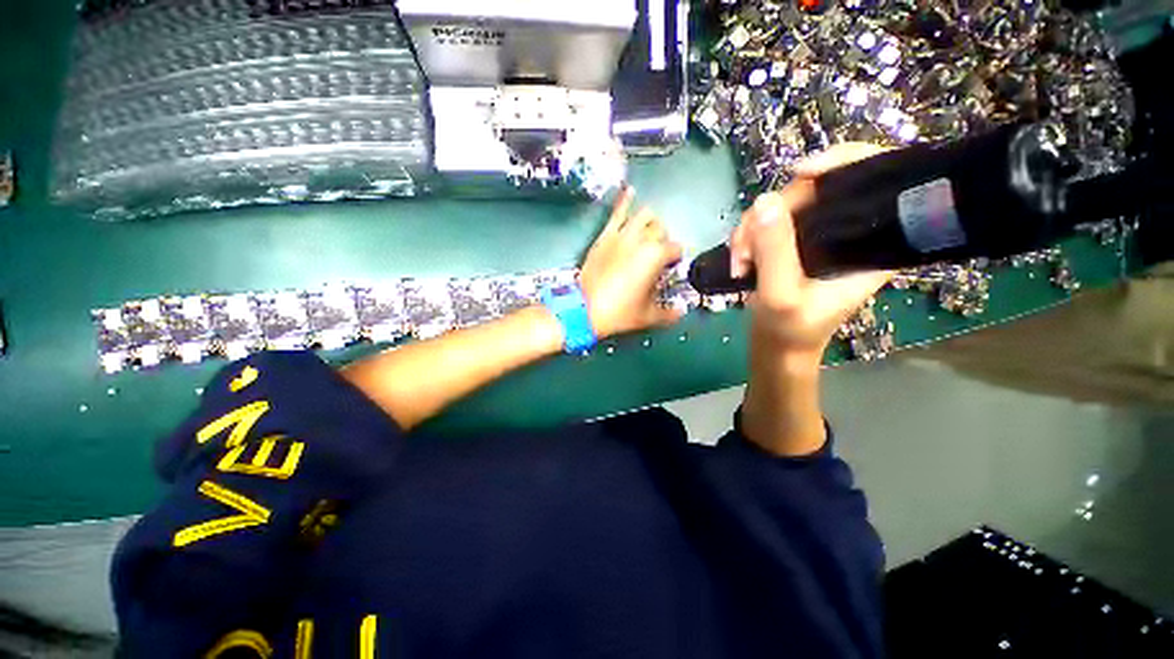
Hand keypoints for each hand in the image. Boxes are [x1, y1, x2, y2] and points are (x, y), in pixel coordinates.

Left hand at [579, 186, 683, 338]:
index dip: (675, 259)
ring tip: (649, 231)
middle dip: (663, 240)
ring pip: (644, 216)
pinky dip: (625, 200)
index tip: (669, 268)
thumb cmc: (619, 312)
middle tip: (657, 255)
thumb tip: (681, 312)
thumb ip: (669, 313)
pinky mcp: (605, 235)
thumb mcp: (648, 315)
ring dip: (650, 222)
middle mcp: (642, 240)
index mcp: (656, 256)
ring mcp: (622, 235)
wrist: (584, 309)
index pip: (676, 248)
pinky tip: (629, 190)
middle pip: (661, 230)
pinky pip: (617, 213)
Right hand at [730, 144, 894, 359]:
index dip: (842, 159)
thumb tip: (765, 201)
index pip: (876, 174)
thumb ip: (775, 251)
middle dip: (773, 211)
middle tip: (745, 247)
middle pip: (817, 186)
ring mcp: (818, 233)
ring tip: (738, 261)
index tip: (800, 173)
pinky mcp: (794, 240)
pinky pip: (768, 219)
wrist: (777, 344)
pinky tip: (738, 258)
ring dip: (751, 228)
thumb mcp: (781, 296)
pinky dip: (747, 234)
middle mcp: (849, 229)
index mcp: (872, 241)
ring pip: (784, 203)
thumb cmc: (790, 329)